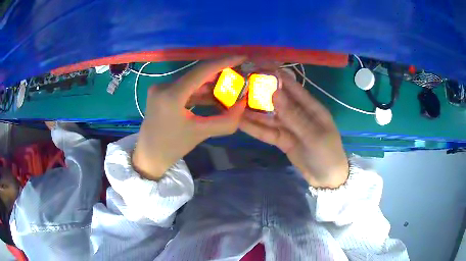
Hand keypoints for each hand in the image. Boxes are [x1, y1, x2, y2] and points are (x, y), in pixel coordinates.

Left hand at [133, 56, 246, 180]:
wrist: (149, 156)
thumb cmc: (172, 148)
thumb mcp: (201, 134)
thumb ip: (226, 121)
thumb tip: (243, 105)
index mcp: (171, 95)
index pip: (202, 70)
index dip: (224, 61)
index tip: (242, 57)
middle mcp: (163, 86)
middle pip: (197, 74)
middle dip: (219, 73)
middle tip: (239, 74)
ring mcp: (160, 88)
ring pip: (191, 80)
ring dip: (210, 83)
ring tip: (230, 86)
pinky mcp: (160, 93)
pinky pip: (184, 87)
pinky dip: (199, 91)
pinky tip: (213, 95)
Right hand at [239, 70, 348, 187]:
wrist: (327, 179)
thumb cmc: (327, 154)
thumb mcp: (313, 135)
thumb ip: (293, 115)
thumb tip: (274, 92)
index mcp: (311, 107)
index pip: (291, 86)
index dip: (275, 76)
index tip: (257, 67)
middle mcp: (298, 113)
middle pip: (276, 99)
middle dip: (259, 92)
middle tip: (238, 85)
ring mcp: (289, 127)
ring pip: (268, 115)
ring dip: (253, 110)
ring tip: (233, 103)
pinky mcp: (282, 139)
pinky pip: (267, 131)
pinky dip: (254, 127)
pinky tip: (240, 121)